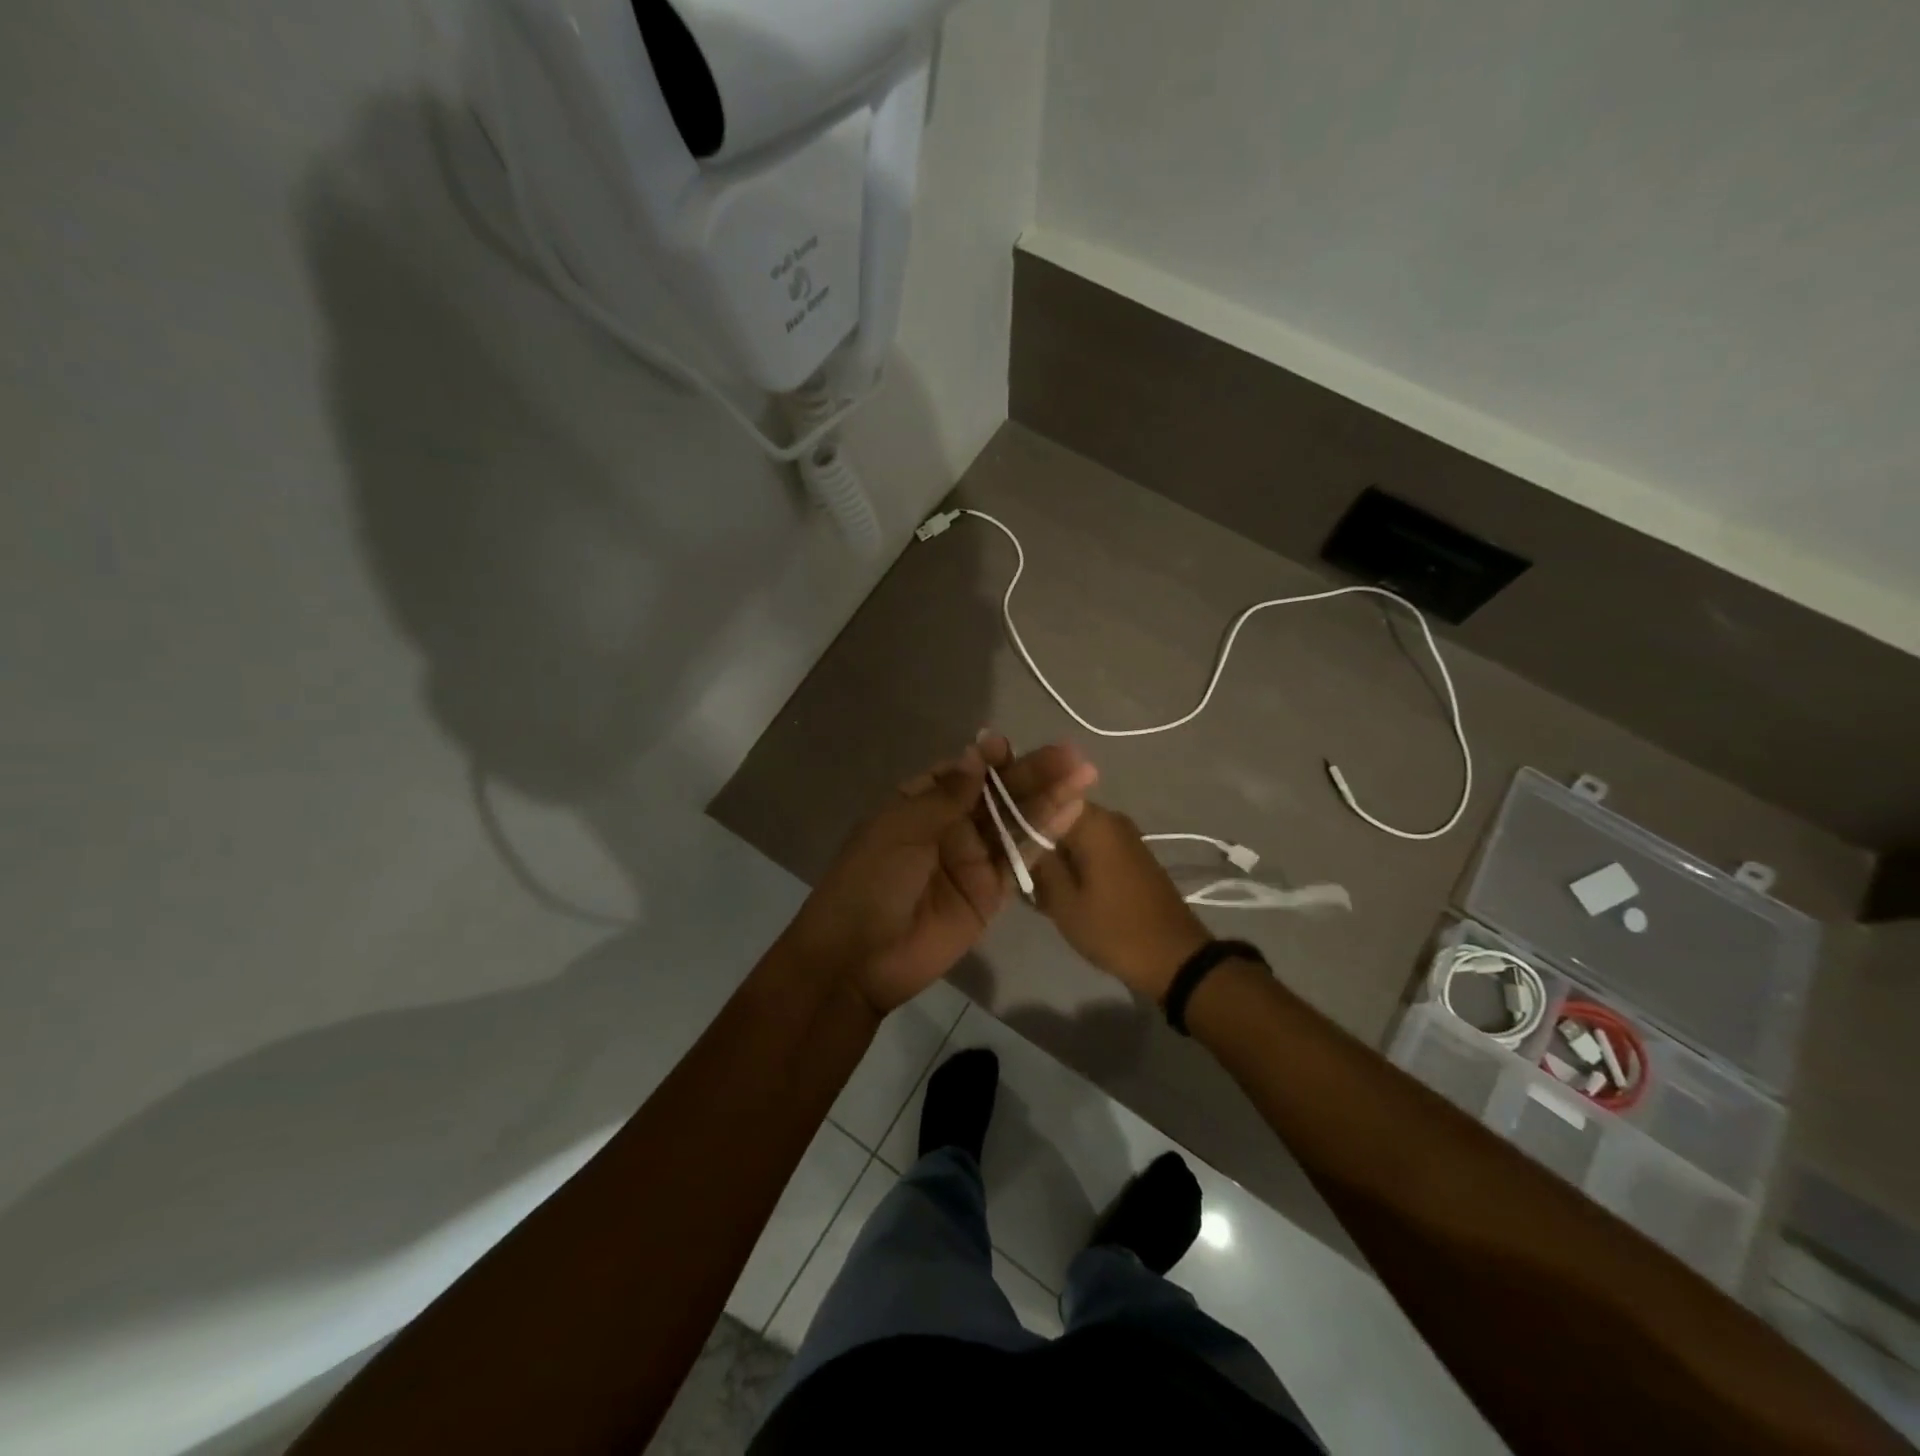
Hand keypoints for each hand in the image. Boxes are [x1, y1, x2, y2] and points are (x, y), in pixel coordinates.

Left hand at [782, 732, 1097, 1014]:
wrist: (859, 958)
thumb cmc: (871, 881)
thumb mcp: (902, 829)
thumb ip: (946, 795)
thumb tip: (977, 754)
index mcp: (920, 805)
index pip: (962, 774)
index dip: (988, 759)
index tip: (1008, 746)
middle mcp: (950, 827)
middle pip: (997, 795)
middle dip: (1031, 773)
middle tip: (1071, 755)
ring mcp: (973, 860)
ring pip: (1015, 822)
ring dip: (1049, 798)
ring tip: (1084, 773)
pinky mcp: (990, 893)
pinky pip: (1020, 860)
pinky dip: (1045, 836)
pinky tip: (1073, 811)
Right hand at [1030, 803, 1210, 1000]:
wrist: (1174, 957)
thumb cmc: (1113, 929)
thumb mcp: (1063, 901)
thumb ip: (1037, 863)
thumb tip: (1016, 837)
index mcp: (1092, 821)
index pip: (1043, 800)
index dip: (1017, 818)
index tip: (999, 841)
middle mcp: (1110, 818)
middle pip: (1058, 818)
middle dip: (1035, 840)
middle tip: (1016, 870)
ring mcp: (1123, 836)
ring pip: (1073, 835)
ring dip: (1054, 855)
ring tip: (1035, 886)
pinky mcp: (1131, 855)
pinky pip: (1091, 848)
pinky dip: (1074, 863)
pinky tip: (1061, 889)